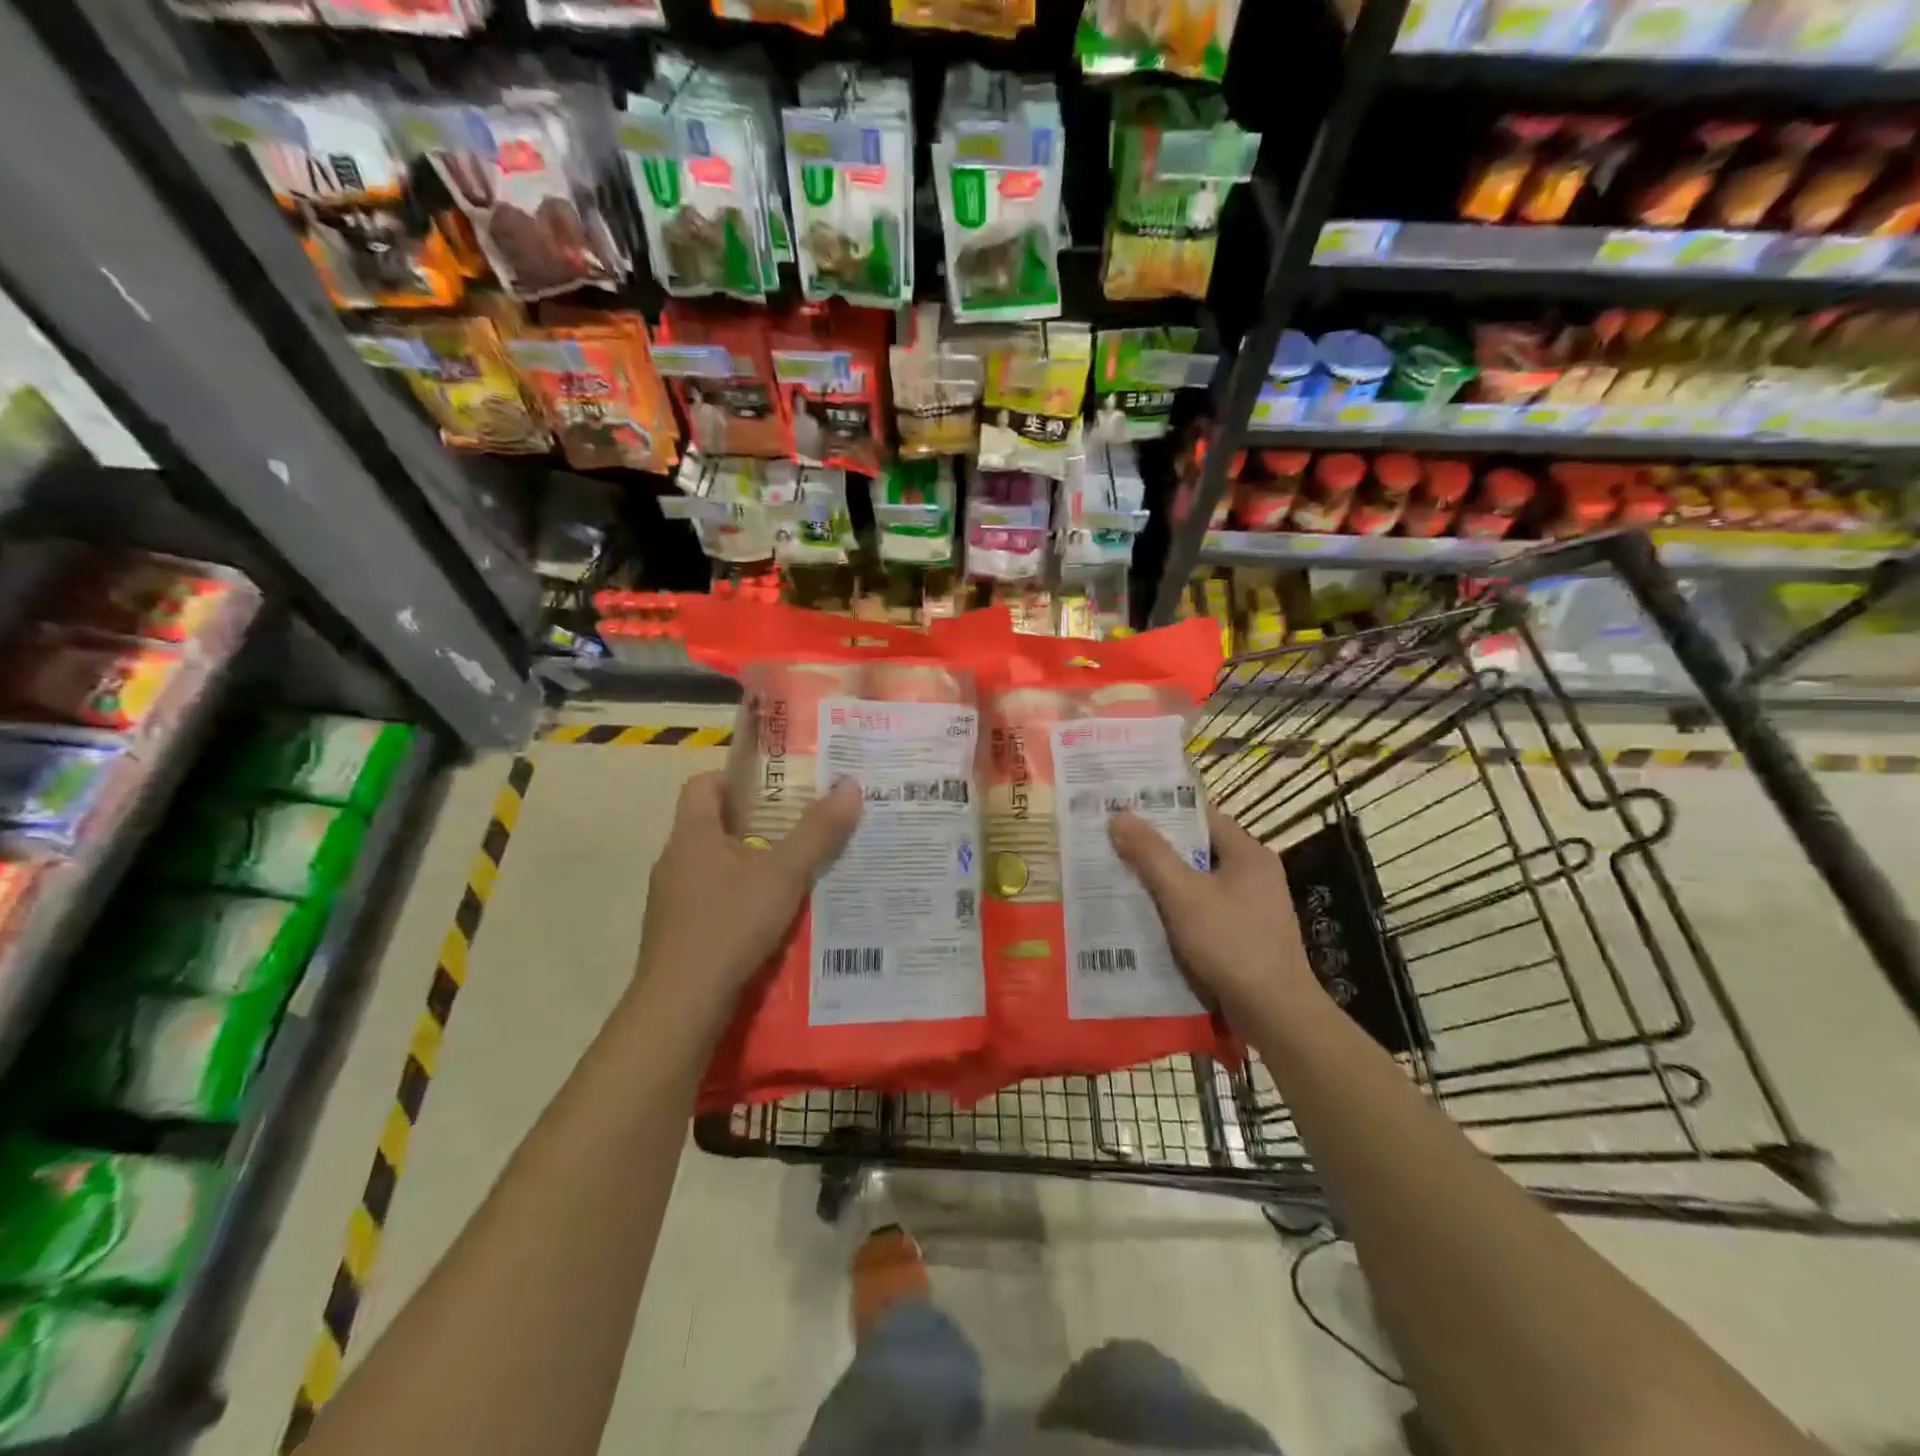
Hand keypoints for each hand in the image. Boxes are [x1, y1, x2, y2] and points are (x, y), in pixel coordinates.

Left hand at [638, 772, 860, 1015]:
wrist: (680, 1007)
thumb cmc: (729, 926)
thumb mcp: (784, 874)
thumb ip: (818, 832)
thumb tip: (850, 785)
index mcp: (692, 835)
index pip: (704, 784)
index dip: (739, 779)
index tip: (778, 789)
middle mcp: (675, 861)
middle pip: (715, 824)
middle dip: (759, 823)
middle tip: (804, 827)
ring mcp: (673, 901)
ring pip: (717, 866)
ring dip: (753, 864)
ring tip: (798, 872)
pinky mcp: (679, 934)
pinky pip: (714, 901)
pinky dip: (743, 900)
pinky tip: (775, 919)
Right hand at [1109, 805, 1322, 1024]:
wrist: (1275, 1014)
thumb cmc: (1231, 943)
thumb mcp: (1184, 894)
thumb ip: (1151, 854)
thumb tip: (1119, 816)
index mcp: (1248, 854)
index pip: (1202, 816)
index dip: (1164, 810)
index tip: (1126, 809)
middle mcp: (1254, 874)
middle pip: (1198, 849)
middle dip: (1157, 848)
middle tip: (1114, 843)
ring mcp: (1252, 908)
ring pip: (1198, 883)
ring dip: (1164, 882)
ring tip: (1120, 878)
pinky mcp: (1245, 937)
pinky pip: (1204, 911)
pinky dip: (1177, 911)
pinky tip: (1147, 919)